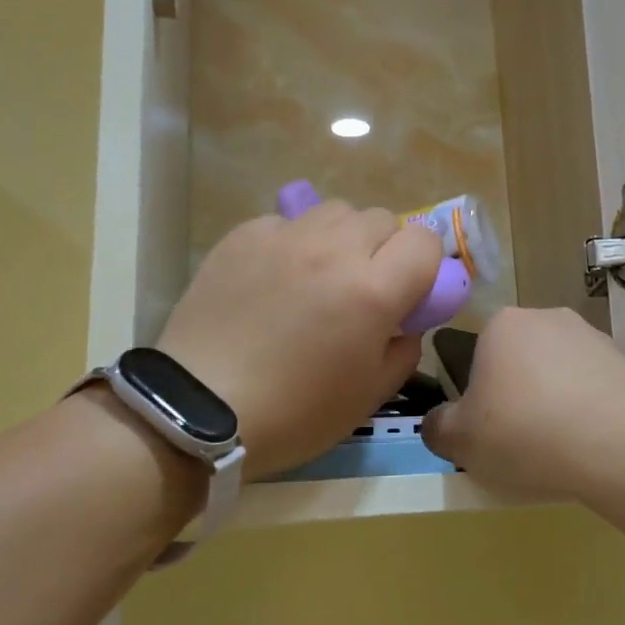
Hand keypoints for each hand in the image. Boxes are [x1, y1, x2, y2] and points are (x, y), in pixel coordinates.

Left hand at [158, 202, 443, 477]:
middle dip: (384, 248)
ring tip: (320, 274)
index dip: (425, 263)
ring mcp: (284, 237)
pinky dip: (294, 242)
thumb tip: (406, 323)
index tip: (410, 290)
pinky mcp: (242, 236)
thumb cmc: (295, 413)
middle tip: (363, 287)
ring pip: (334, 211)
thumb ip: (404, 350)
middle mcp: (334, 250)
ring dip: (341, 237)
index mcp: (373, 290)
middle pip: (381, 218)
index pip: (424, 240)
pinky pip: (286, 222)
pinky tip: (276, 276)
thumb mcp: (369, 396)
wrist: (200, 409)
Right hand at [422, 307, 624, 500]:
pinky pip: (592, 389)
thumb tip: (440, 421)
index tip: (487, 430)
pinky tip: (589, 445)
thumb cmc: (526, 433)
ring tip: (558, 450)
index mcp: (501, 324)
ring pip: (557, 375)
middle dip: (516, 397)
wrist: (621, 444)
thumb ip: (437, 427)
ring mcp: (592, 337)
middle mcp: (547, 317)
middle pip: (518, 363)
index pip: (476, 356)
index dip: (477, 397)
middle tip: (518, 443)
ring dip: (552, 404)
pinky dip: (586, 412)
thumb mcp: (460, 441)